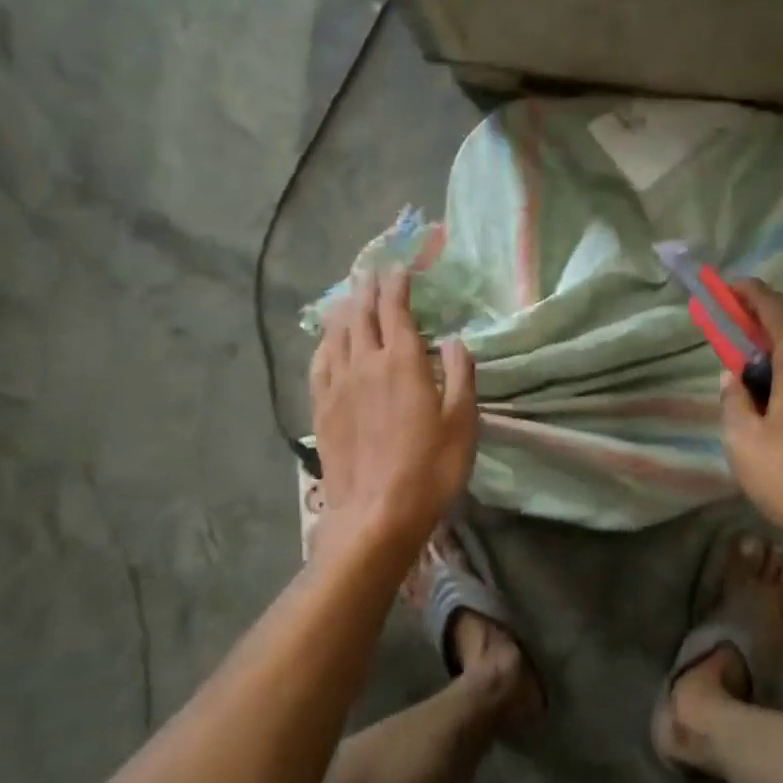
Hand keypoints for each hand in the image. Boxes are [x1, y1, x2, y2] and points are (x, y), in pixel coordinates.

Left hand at [310, 269, 476, 557]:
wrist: (375, 515)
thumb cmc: (429, 470)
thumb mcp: (463, 423)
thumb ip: (459, 376)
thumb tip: (454, 341)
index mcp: (403, 363)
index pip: (396, 310)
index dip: (397, 285)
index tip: (399, 267)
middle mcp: (366, 364)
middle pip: (362, 315)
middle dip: (367, 289)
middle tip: (370, 271)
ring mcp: (338, 386)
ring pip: (337, 334)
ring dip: (344, 310)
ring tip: (348, 296)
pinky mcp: (321, 409)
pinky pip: (319, 363)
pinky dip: (325, 343)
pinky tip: (327, 340)